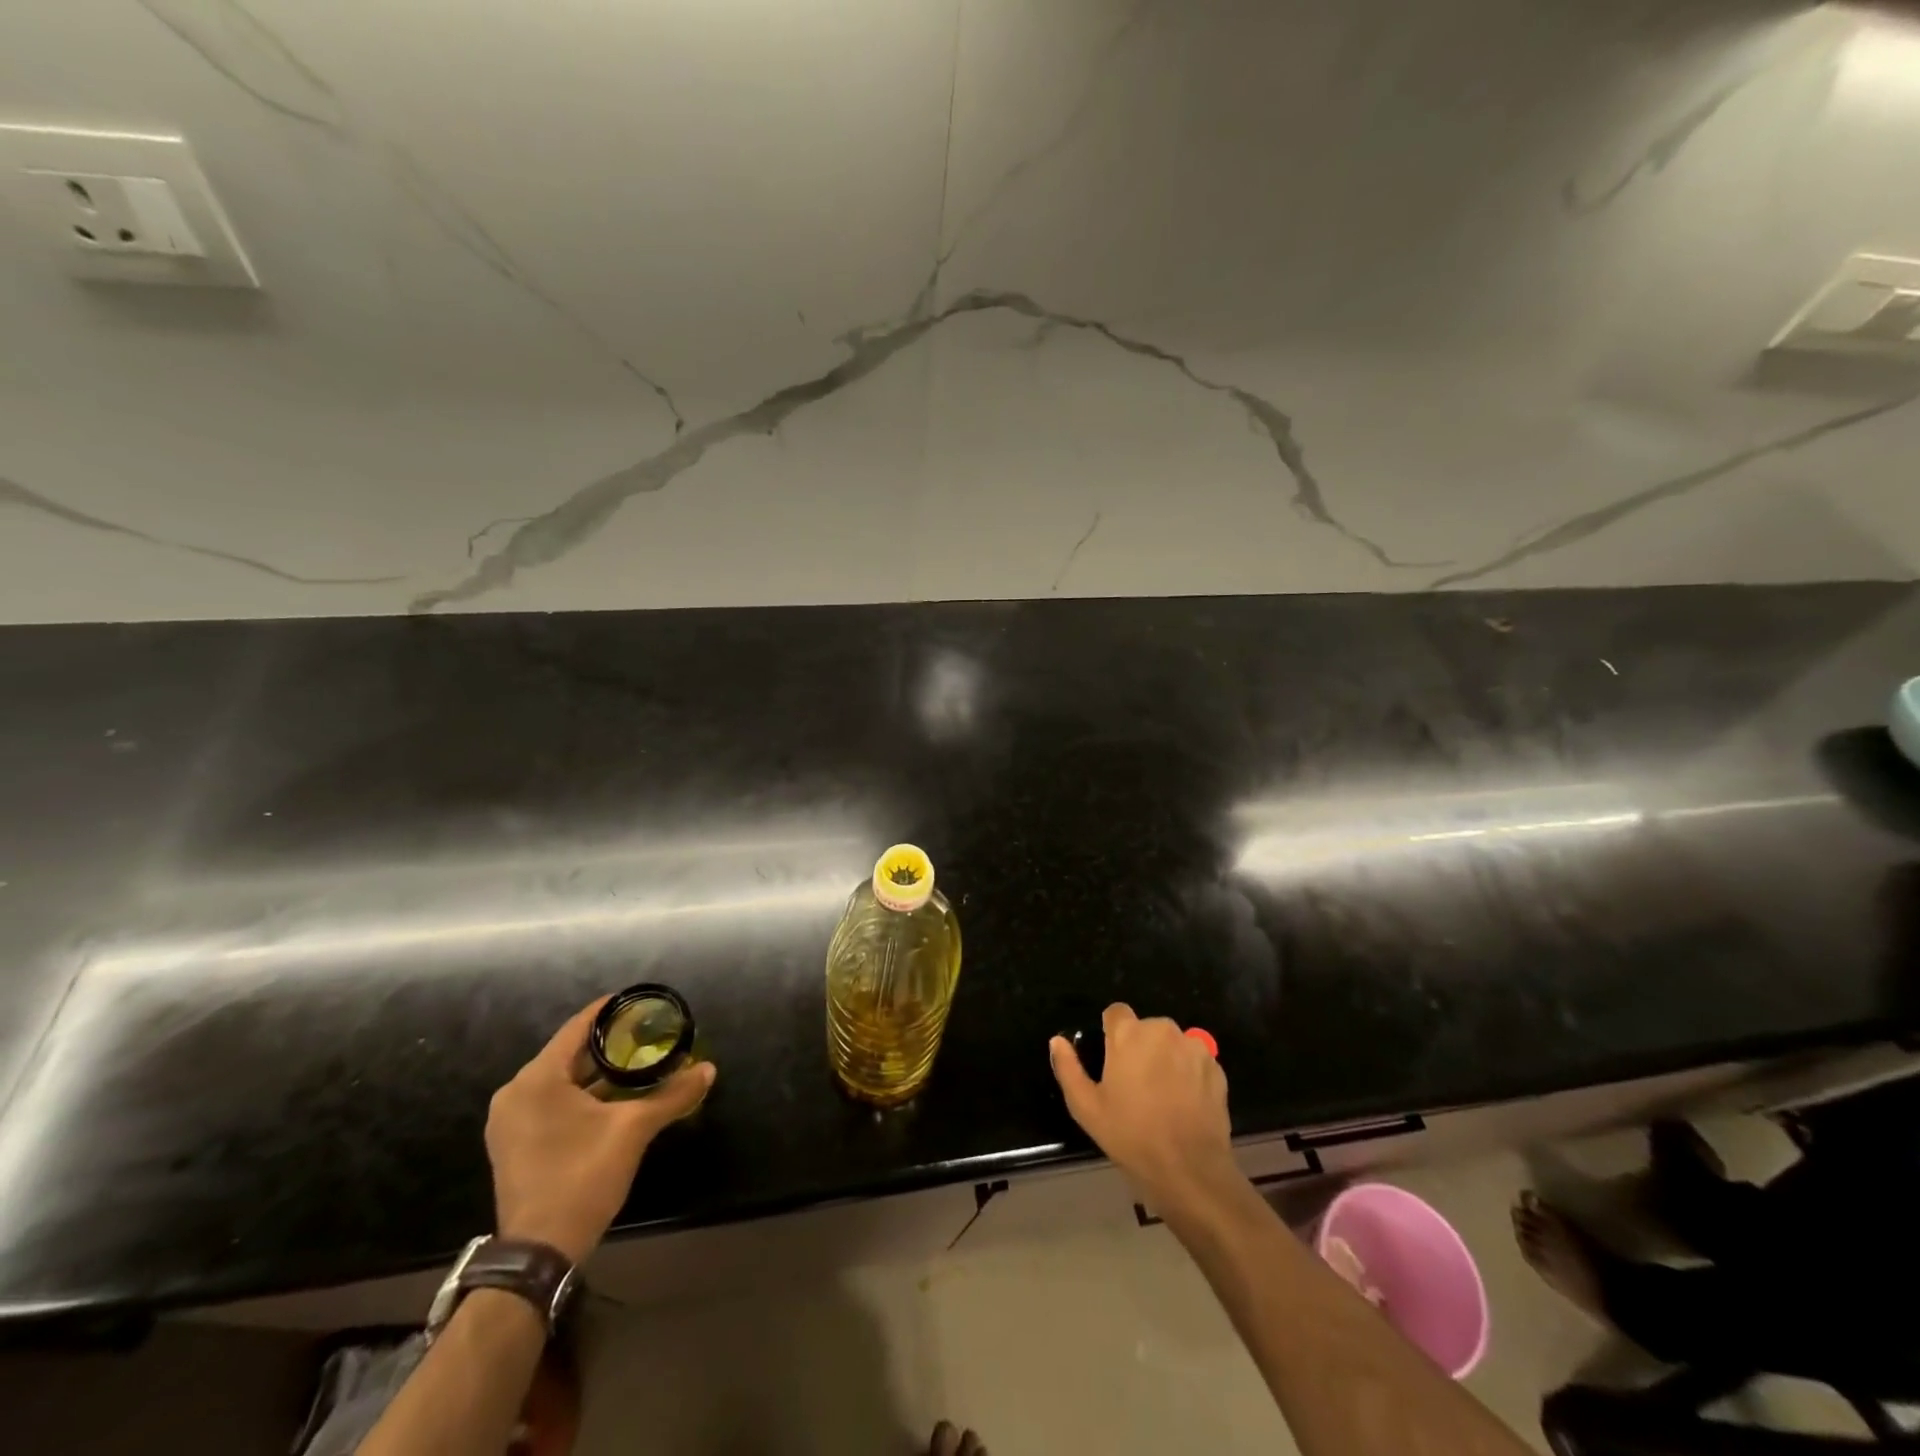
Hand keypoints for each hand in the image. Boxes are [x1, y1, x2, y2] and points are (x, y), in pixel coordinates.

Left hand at [486, 997, 715, 1264]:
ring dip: (597, 1071)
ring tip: (638, 1060)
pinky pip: (552, 1101)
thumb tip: (708, 1069)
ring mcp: (511, 1121)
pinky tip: (615, 1095)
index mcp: (536, 1080)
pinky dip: (582, 1094)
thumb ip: (671, 1095)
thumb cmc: (583, 1176)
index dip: (610, 1011)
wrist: (539, 1251)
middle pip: (569, 1053)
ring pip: (561, 1079)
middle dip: (609, 1043)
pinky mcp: (515, 1143)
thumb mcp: (633, 1130)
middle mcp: (516, 1093)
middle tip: (647, 1032)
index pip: (578, 1027)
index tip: (641, 1001)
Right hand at [1049, 1003, 1237, 1212]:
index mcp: (1129, 1033)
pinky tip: (1185, 1105)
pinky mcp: (1216, 1067)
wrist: (1189, 1169)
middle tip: (1135, 1086)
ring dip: (1166, 1059)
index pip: (1116, 1013)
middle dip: (1140, 1048)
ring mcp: (1193, 1047)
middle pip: (1146, 1029)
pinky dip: (1189, 1074)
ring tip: (1163, 1097)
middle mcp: (1162, 1029)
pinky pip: (1195, 1061)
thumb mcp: (1086, 1107)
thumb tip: (1057, 1042)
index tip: (1113, 1062)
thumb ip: (1068, 1068)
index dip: (1112, 1034)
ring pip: (1172, 1044)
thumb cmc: (1131, 1135)